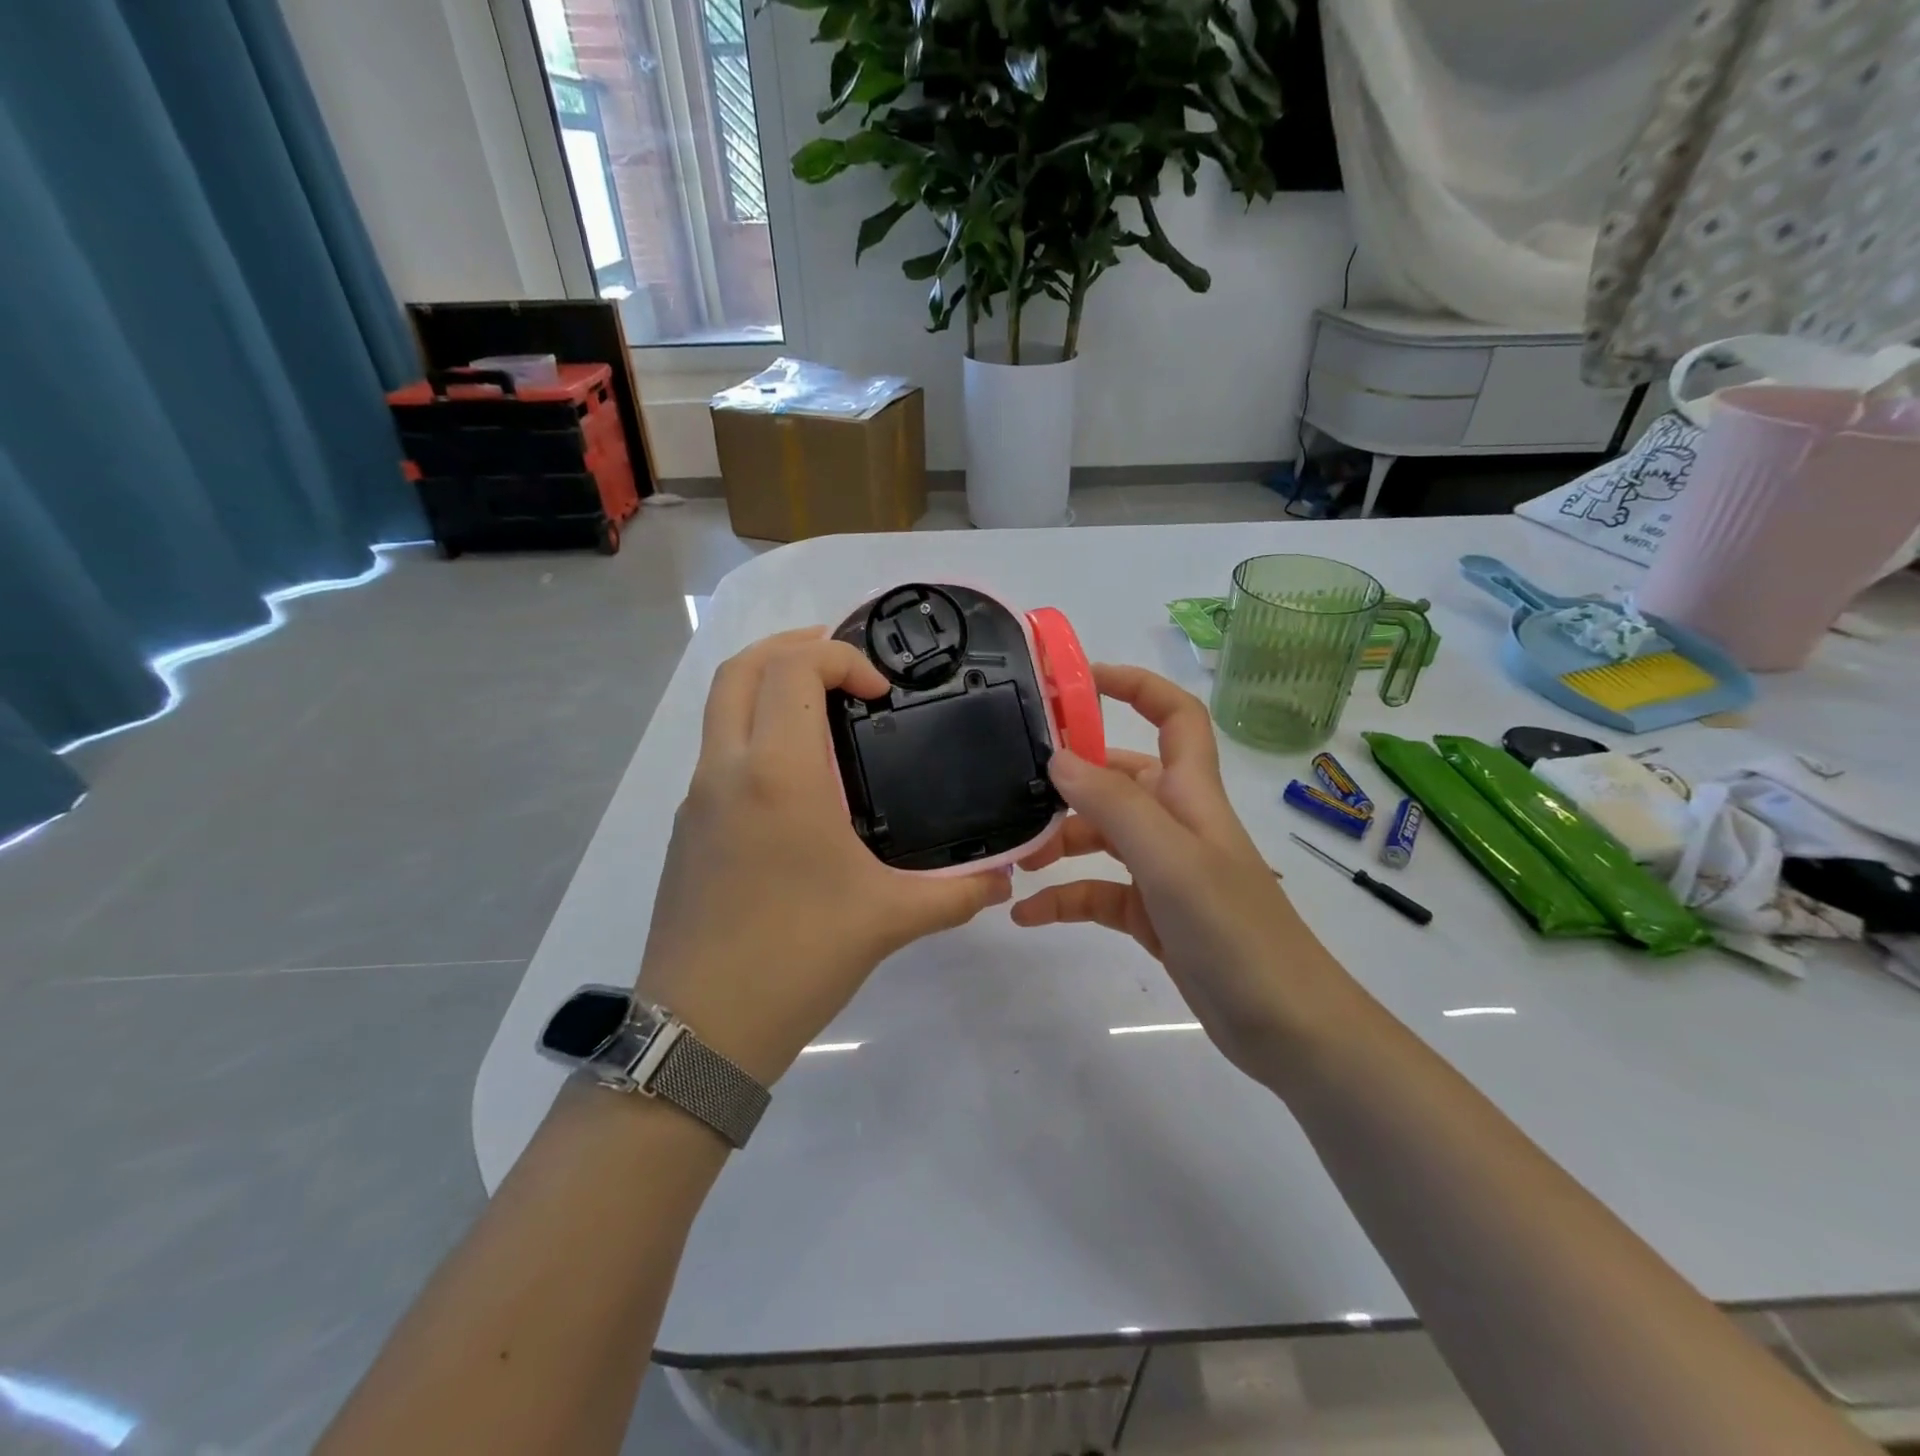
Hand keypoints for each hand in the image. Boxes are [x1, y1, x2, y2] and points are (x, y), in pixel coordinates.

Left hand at [637, 628, 1011, 1085]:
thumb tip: (1006, 879)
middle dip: (792, 648)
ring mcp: (697, 799)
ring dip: (767, 687)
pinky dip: (754, 732)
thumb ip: (957, 893)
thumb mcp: (889, 920)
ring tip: (824, 710)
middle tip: (845, 668)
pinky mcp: (687, 829)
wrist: (701, 1031)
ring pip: (721, 708)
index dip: (840, 657)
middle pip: (740, 669)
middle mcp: (727, 770)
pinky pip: (718, 753)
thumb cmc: (797, 958)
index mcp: (778, 774)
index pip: (793, 669)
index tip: (881, 693)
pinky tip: (799, 782)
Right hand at [1012, 664, 1359, 1078]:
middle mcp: (1177, 823)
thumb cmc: (1234, 931)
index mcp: (1191, 794)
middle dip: (1071, 780)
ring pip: (1103, 836)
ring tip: (1018, 858)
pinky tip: (1029, 916)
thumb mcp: (1170, 860)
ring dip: (1061, 840)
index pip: (1174, 715)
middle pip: (1120, 778)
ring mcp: (1165, 870)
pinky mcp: (1153, 914)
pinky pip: (1099, 892)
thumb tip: (1057, 756)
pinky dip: (1065, 898)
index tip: (1077, 681)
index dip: (1135, 686)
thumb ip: (1114, 804)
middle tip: (1017, 789)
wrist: (1286, 1027)